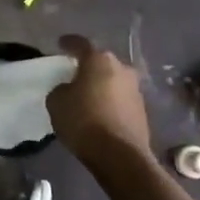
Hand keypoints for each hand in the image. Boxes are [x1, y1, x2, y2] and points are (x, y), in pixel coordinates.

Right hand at [47, 35, 154, 179]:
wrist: (120, 156)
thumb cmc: (83, 121)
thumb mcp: (57, 102)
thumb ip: (61, 89)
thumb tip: (69, 89)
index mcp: (99, 60)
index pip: (80, 44)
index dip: (68, 43)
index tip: (60, 44)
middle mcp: (121, 69)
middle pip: (101, 62)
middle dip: (88, 66)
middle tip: (74, 73)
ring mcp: (135, 90)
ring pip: (113, 80)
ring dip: (101, 85)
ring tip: (87, 96)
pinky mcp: (142, 111)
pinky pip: (121, 99)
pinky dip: (110, 102)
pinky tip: (100, 113)